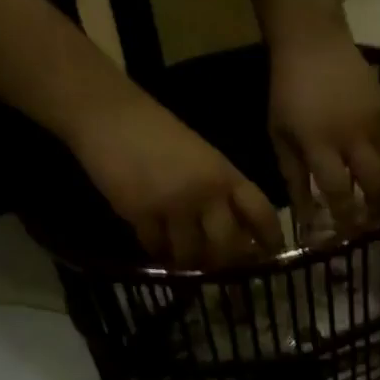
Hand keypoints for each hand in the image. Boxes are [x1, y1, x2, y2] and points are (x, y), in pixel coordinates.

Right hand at [65, 89, 281, 267]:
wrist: (108, 113)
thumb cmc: (158, 134)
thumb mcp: (204, 158)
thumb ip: (224, 192)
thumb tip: (244, 235)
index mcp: (227, 176)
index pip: (262, 214)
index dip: (270, 239)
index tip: (270, 256)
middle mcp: (207, 193)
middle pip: (229, 247)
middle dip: (227, 262)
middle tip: (219, 265)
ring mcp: (174, 205)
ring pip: (193, 255)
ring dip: (190, 262)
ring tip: (185, 258)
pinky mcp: (141, 214)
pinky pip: (158, 249)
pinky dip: (160, 252)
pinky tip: (159, 246)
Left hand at [268, 23, 379, 238]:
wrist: (312, 40)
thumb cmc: (287, 91)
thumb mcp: (280, 136)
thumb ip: (294, 178)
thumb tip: (307, 218)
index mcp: (318, 141)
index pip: (338, 191)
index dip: (344, 218)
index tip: (344, 236)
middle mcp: (350, 135)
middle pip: (374, 184)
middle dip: (375, 211)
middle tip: (370, 226)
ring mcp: (372, 122)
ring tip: (377, 207)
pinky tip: (378, 177)